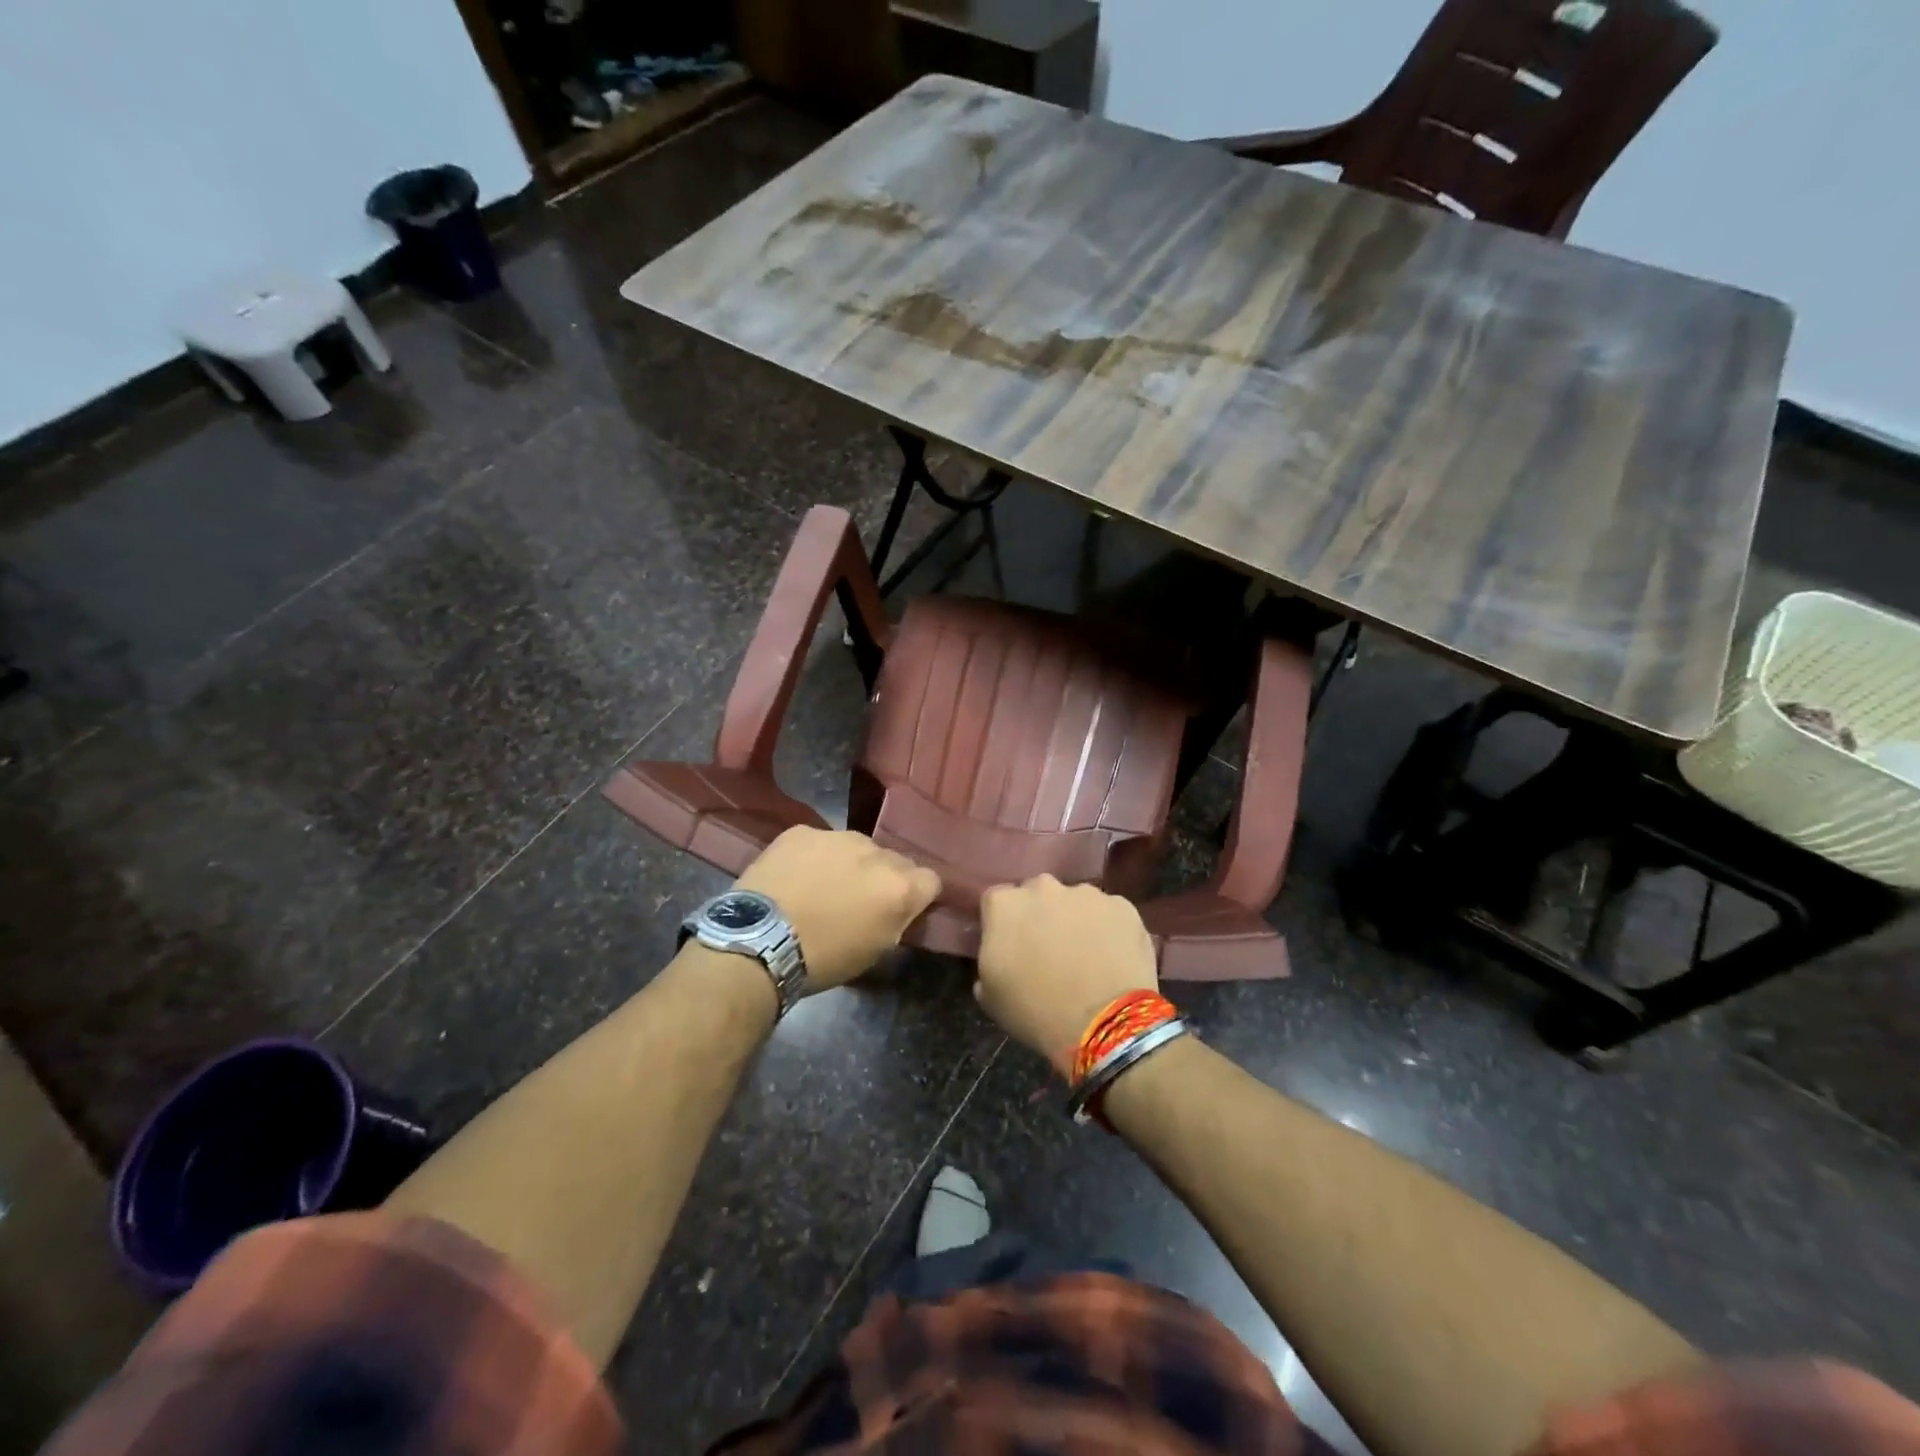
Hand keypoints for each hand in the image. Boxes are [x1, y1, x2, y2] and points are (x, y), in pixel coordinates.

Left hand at [734, 827, 940, 990]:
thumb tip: (899, 907)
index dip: (918, 895)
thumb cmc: (822, 959)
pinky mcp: (802, 831)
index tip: (900, 909)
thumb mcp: (874, 951)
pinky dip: (814, 857)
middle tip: (857, 901)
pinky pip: (820, 842)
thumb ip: (896, 920)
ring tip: (821, 887)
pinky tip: (795, 878)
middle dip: (883, 877)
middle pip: (894, 860)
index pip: (931, 880)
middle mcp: (876, 853)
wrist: (758, 942)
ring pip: (857, 847)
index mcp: (899, 888)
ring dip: (849, 863)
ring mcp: (837, 836)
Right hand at [976, 875, 1157, 1072]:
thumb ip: (988, 962)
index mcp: (1005, 904)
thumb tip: (999, 956)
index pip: (996, 901)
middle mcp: (1044, 887)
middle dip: (1041, 915)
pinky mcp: (1123, 906)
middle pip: (1037, 894)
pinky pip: (1109, 914)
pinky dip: (1109, 930)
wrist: (1104, 1023)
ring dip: (1076, 920)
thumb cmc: (1037, 1011)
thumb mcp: (991, 995)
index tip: (1011, 946)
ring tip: (1086, 956)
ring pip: (1076, 901)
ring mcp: (1087, 894)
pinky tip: (1112, 959)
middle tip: (1049, 949)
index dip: (1003, 923)